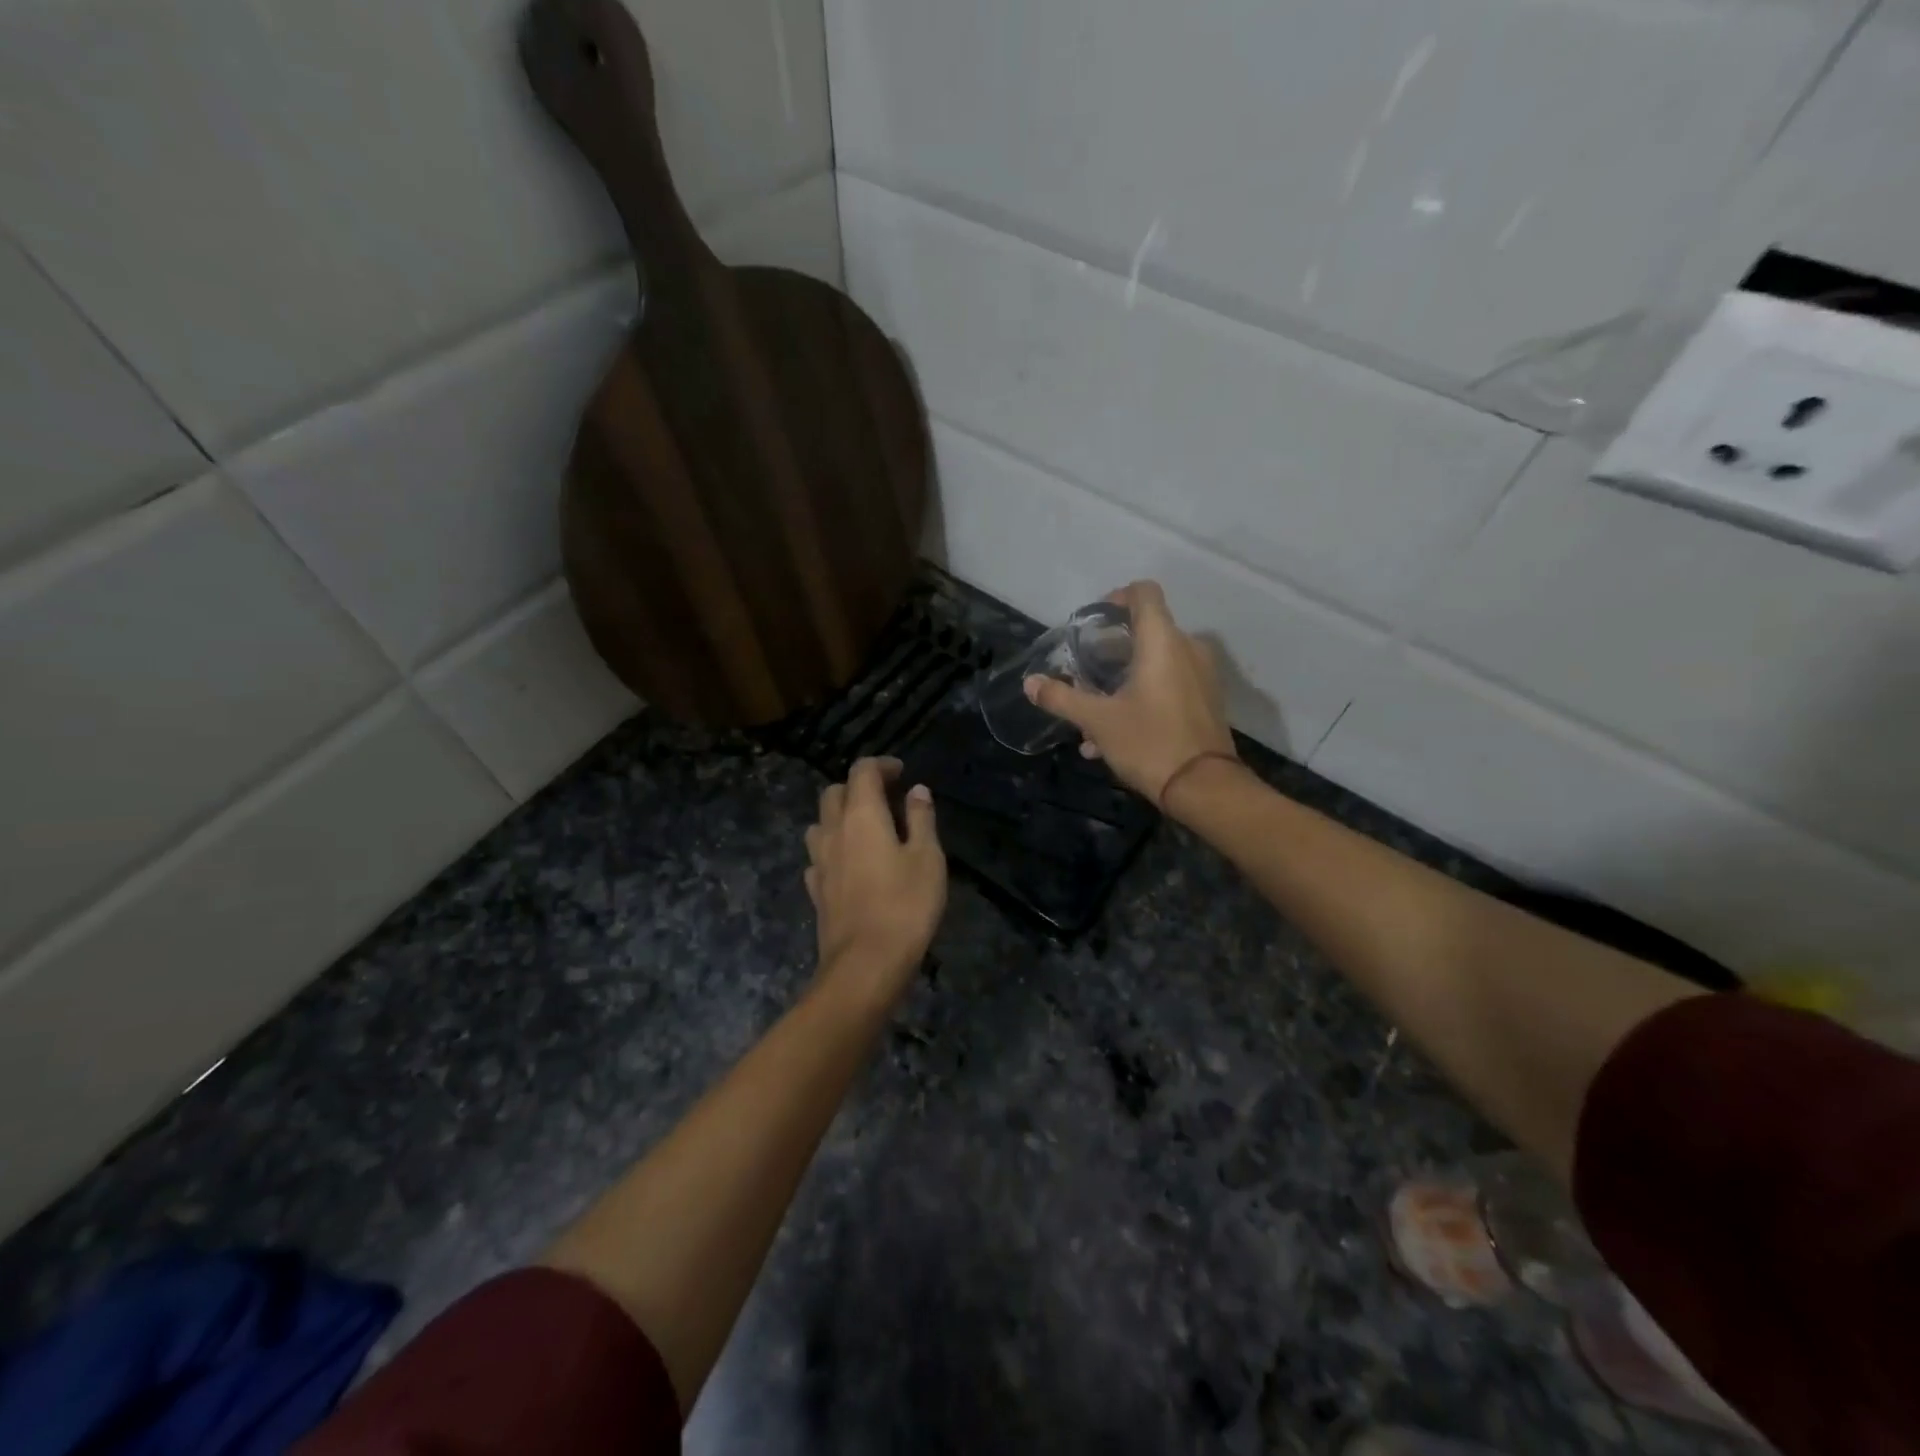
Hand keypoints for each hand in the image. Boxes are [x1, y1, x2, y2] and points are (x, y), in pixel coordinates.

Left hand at [804, 758, 946, 1008]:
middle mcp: (833, 831)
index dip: (881, 765)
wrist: (865, 964)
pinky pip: (819, 856)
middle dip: (858, 786)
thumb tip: (916, 790)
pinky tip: (850, 864)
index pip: (861, 771)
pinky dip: (833, 848)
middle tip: (886, 798)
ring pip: (820, 823)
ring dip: (840, 816)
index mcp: (861, 815)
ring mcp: (819, 861)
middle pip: (834, 792)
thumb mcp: (927, 858)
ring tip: (866, 829)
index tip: (901, 773)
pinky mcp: (815, 890)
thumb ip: (921, 819)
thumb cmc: (905, 905)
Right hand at [1026, 581, 1237, 804]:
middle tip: (1083, 671)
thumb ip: (1062, 699)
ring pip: (1155, 662)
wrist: (1204, 788)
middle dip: (1110, 649)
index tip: (1093, 622)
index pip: (1144, 592)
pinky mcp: (1205, 700)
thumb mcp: (1098, 721)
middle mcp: (1187, 648)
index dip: (1117, 597)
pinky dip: (1141, 696)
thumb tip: (1030, 684)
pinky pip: (1168, 685)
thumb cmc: (1149, 742)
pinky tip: (1113, 734)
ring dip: (1122, 679)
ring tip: (1092, 712)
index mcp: (1162, 641)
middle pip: (1146, 629)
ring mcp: (1201, 675)